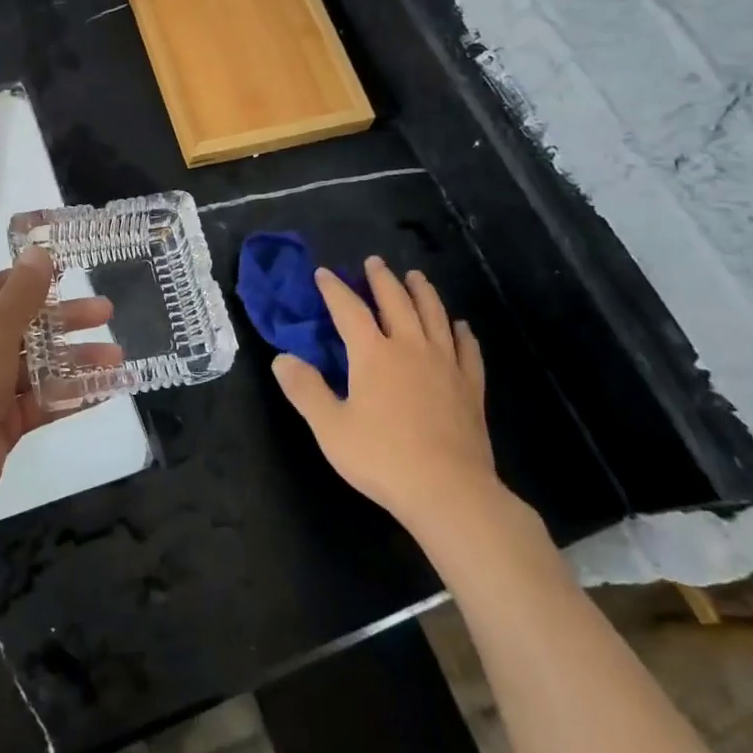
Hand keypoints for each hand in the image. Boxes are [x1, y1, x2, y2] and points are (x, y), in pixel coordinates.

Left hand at [0, 246, 119, 526]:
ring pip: (41, 366)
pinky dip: (73, 395)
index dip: (37, 280)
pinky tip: (107, 390)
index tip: (74, 273)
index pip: (4, 288)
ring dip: (77, 360)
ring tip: (117, 358)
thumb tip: (38, 251)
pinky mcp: (4, 422)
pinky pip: (44, 401)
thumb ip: (21, 295)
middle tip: (107, 314)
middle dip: (67, 320)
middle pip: (29, 327)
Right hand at [271, 256, 503, 534]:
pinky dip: (461, 332)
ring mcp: (445, 364)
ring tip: (416, 277)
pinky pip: (467, 349)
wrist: (448, 490)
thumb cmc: (382, 458)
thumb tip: (282, 358)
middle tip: (374, 262)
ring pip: (434, 315)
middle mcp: (410, 347)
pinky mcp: (470, 386)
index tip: (324, 273)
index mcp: (373, 353)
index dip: (335, 289)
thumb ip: (305, 390)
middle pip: (396, 301)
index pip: (349, 309)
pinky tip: (460, 326)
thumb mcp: (330, 427)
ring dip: (423, 292)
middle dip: (382, 279)